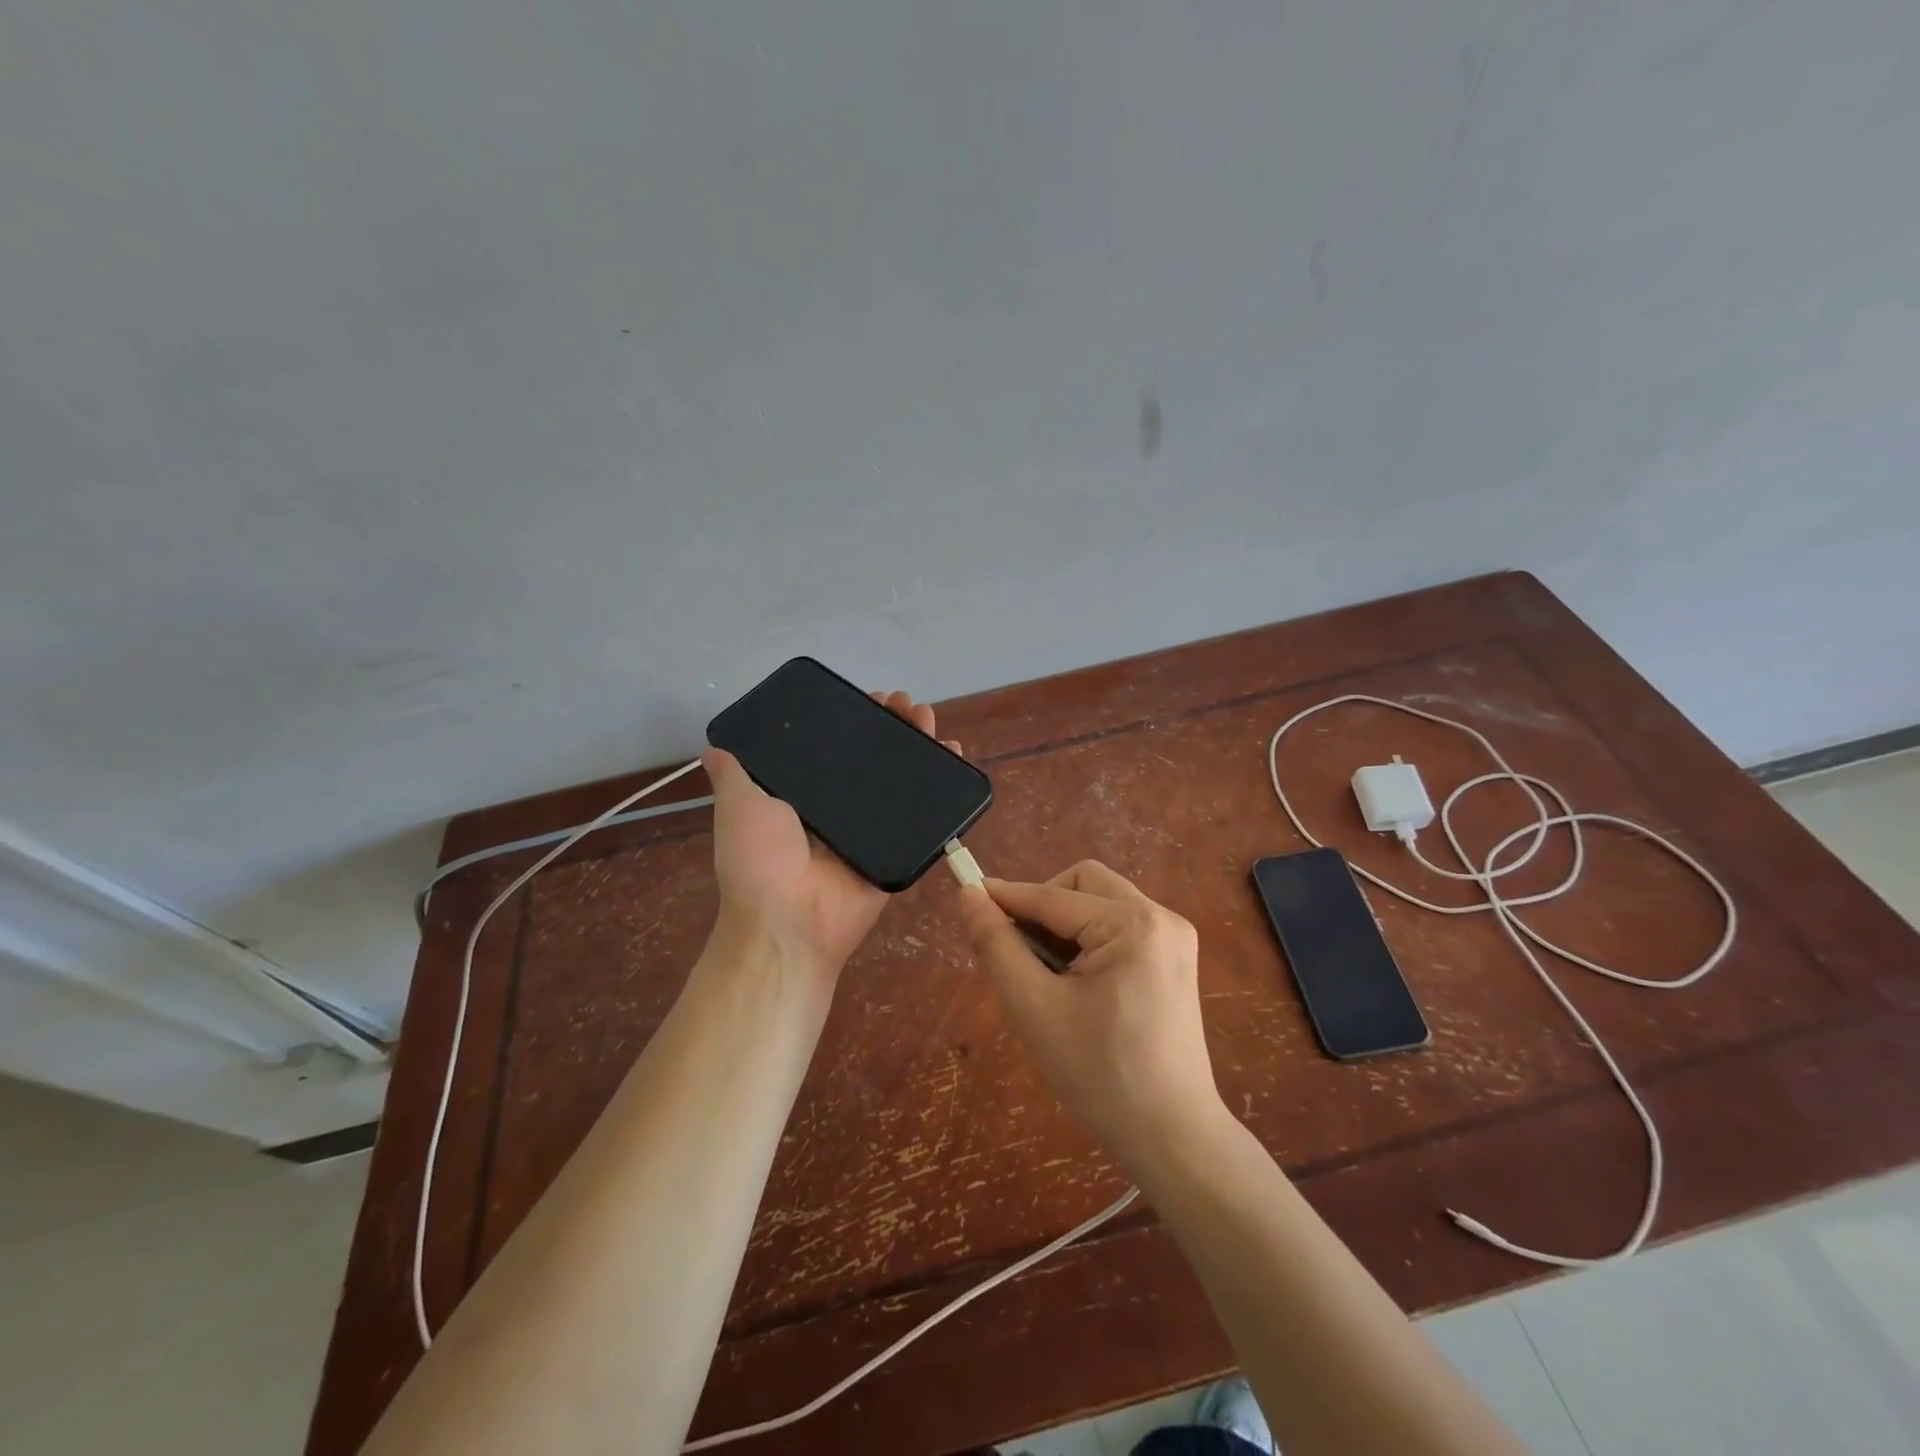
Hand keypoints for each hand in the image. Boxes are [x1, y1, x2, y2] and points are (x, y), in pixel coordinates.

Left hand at [703, 690, 958, 978]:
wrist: (791, 921)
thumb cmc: (760, 861)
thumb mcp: (739, 807)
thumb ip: (734, 775)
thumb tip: (714, 747)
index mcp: (803, 797)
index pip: (832, 749)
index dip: (851, 722)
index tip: (868, 697)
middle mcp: (839, 810)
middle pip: (872, 760)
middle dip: (890, 728)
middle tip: (906, 702)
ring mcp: (872, 830)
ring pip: (900, 780)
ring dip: (918, 746)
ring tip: (928, 716)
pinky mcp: (898, 849)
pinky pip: (923, 815)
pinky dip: (943, 786)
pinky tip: (953, 753)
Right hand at [959, 860, 1226, 1167]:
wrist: (1172, 1139)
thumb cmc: (1099, 1075)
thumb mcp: (1034, 1008)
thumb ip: (997, 945)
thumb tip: (968, 896)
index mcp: (1132, 924)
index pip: (1052, 896)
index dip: (1005, 897)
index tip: (966, 898)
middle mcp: (1161, 917)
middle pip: (1083, 884)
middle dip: (1043, 907)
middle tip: (1018, 951)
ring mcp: (1174, 938)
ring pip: (1101, 903)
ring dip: (1065, 925)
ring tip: (1046, 976)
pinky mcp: (1175, 960)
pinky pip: (1120, 927)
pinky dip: (1089, 940)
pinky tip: (1076, 984)